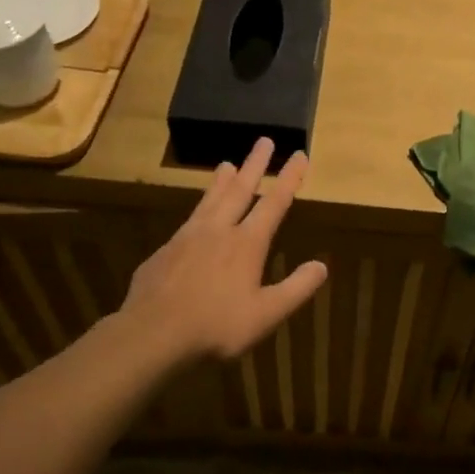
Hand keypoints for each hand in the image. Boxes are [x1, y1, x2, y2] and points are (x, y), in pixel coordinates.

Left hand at [119, 138, 327, 365]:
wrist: (152, 333)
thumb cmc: (217, 326)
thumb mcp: (267, 314)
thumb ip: (296, 289)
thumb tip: (322, 266)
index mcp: (247, 243)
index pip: (274, 203)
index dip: (289, 178)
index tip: (299, 154)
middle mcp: (218, 231)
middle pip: (240, 190)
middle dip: (255, 165)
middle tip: (263, 140)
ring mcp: (187, 238)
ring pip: (209, 200)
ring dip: (222, 181)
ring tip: (227, 164)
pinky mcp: (165, 251)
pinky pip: (188, 220)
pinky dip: (199, 208)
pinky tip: (197, 215)